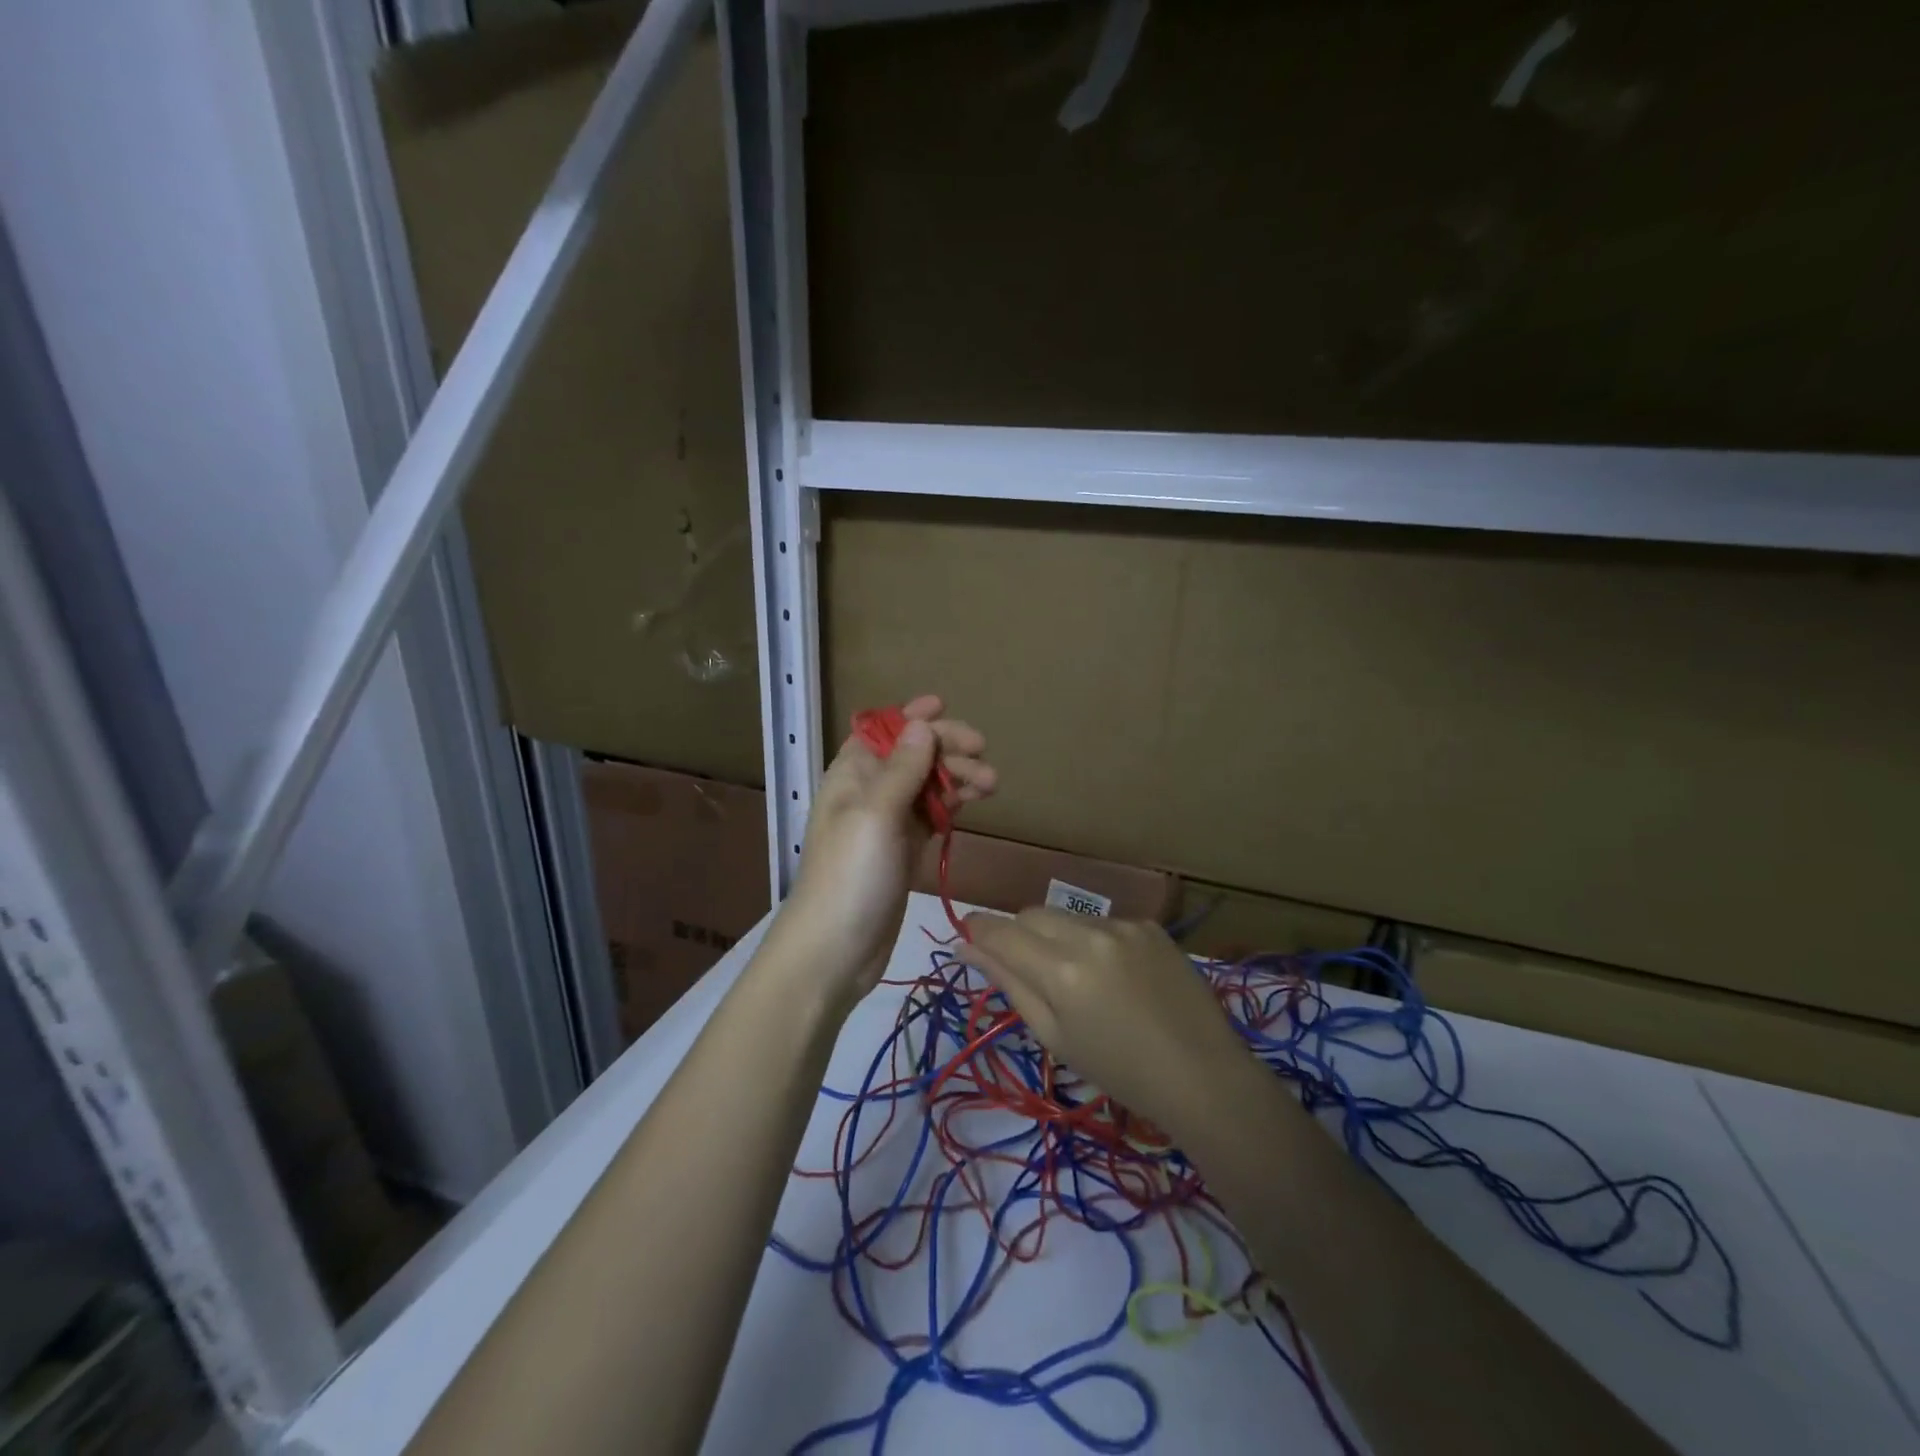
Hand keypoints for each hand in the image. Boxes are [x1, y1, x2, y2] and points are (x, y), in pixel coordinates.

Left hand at [775, 695, 994, 998]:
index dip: (910, 717)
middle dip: (946, 749)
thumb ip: (901, 769)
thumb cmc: (850, 875)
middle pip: (911, 755)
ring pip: (926, 785)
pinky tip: (975, 801)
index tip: (945, 706)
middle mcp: (869, 792)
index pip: (882, 731)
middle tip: (983, 756)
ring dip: (956, 777)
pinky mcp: (904, 851)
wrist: (835, 951)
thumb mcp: (875, 814)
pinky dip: (952, 805)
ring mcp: (888, 823)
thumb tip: (921, 723)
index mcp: (852, 775)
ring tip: (992, 783)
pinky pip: (931, 815)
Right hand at [955, 908, 1257, 1136]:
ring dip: (1056, 936)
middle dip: (1016, 932)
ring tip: (1077, 978)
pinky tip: (1115, 974)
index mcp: (1061, 971)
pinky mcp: (1149, 925)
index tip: (965, 932)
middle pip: (1031, 914)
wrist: (1202, 1074)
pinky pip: (1103, 922)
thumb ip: (1009, 984)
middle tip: (1023, 966)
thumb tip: (966, 947)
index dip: (977, 929)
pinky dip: (1094, 941)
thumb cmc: (1119, 1071)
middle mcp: (1089, 935)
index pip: (1001, 932)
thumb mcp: (1054, 1036)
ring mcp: (1123, 925)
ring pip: (1067, 916)